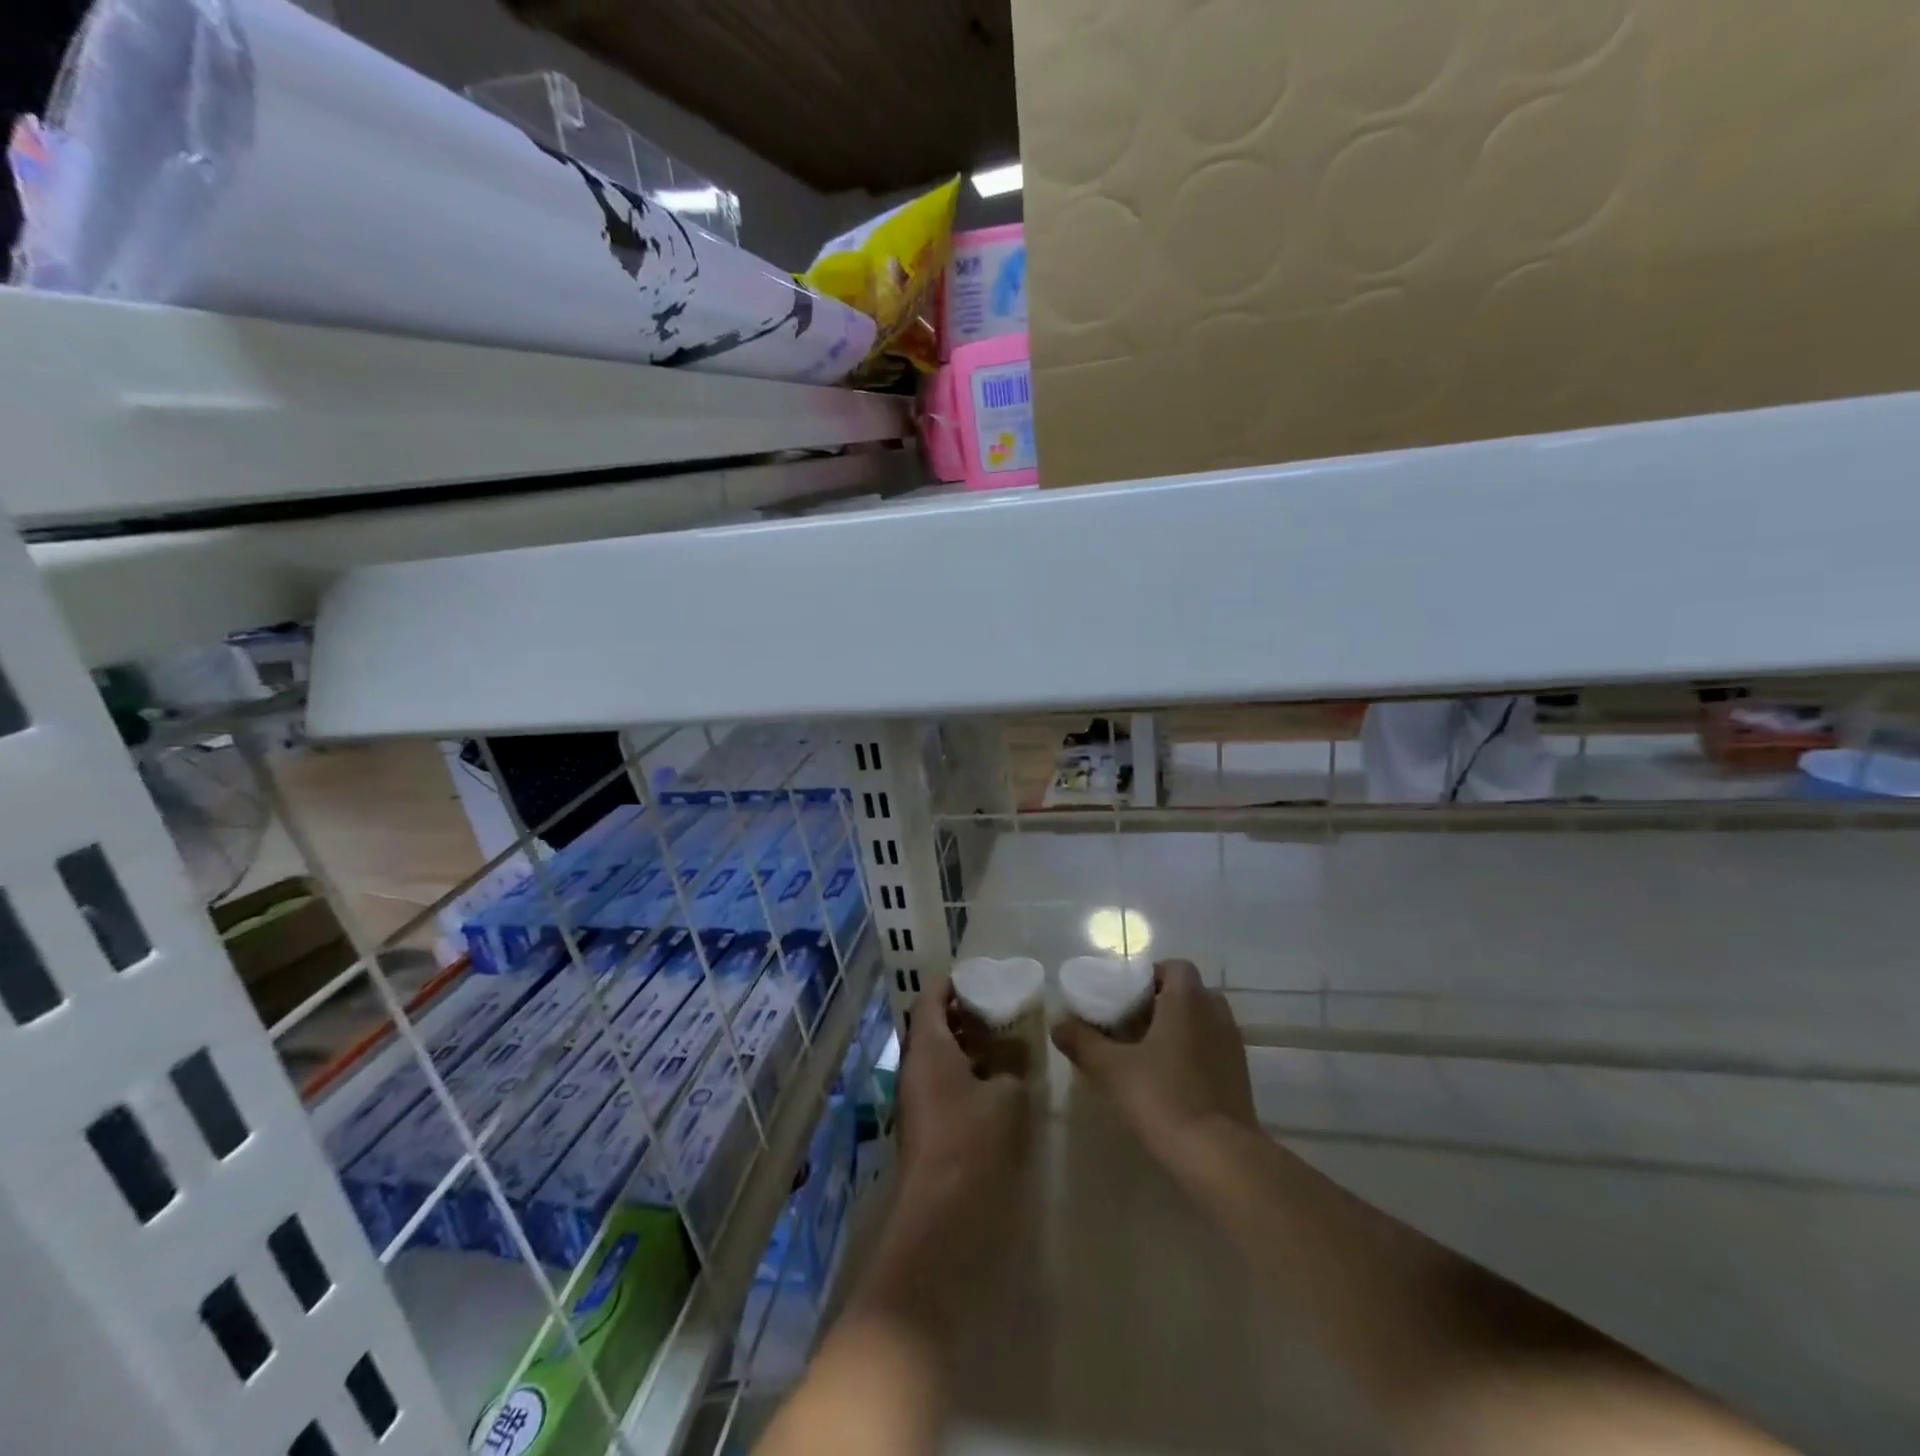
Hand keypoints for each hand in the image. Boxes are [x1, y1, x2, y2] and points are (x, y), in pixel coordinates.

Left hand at [893, 973, 1029, 1232]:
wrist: (940, 1208)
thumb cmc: (971, 1137)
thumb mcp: (1006, 1095)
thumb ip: (1011, 1069)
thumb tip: (1012, 1061)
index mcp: (928, 1047)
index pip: (930, 999)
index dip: (949, 983)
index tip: (974, 975)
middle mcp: (913, 1066)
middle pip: (930, 1027)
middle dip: (959, 1014)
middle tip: (992, 1006)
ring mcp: (914, 1097)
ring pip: (935, 1057)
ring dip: (961, 1046)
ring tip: (997, 1040)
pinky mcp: (922, 1125)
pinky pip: (939, 1082)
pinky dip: (960, 1073)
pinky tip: (990, 1081)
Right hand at [1052, 958, 1256, 1178]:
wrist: (1221, 1157)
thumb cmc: (1165, 1098)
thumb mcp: (1112, 1069)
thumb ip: (1083, 1042)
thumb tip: (1058, 1023)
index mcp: (1188, 1001)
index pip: (1175, 967)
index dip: (1150, 975)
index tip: (1124, 997)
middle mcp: (1215, 1014)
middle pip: (1188, 993)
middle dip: (1160, 1003)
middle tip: (1129, 1024)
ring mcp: (1232, 1046)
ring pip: (1201, 1022)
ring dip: (1177, 1029)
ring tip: (1145, 1053)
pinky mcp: (1240, 1077)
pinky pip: (1212, 1048)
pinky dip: (1192, 1053)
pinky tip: (1168, 1080)